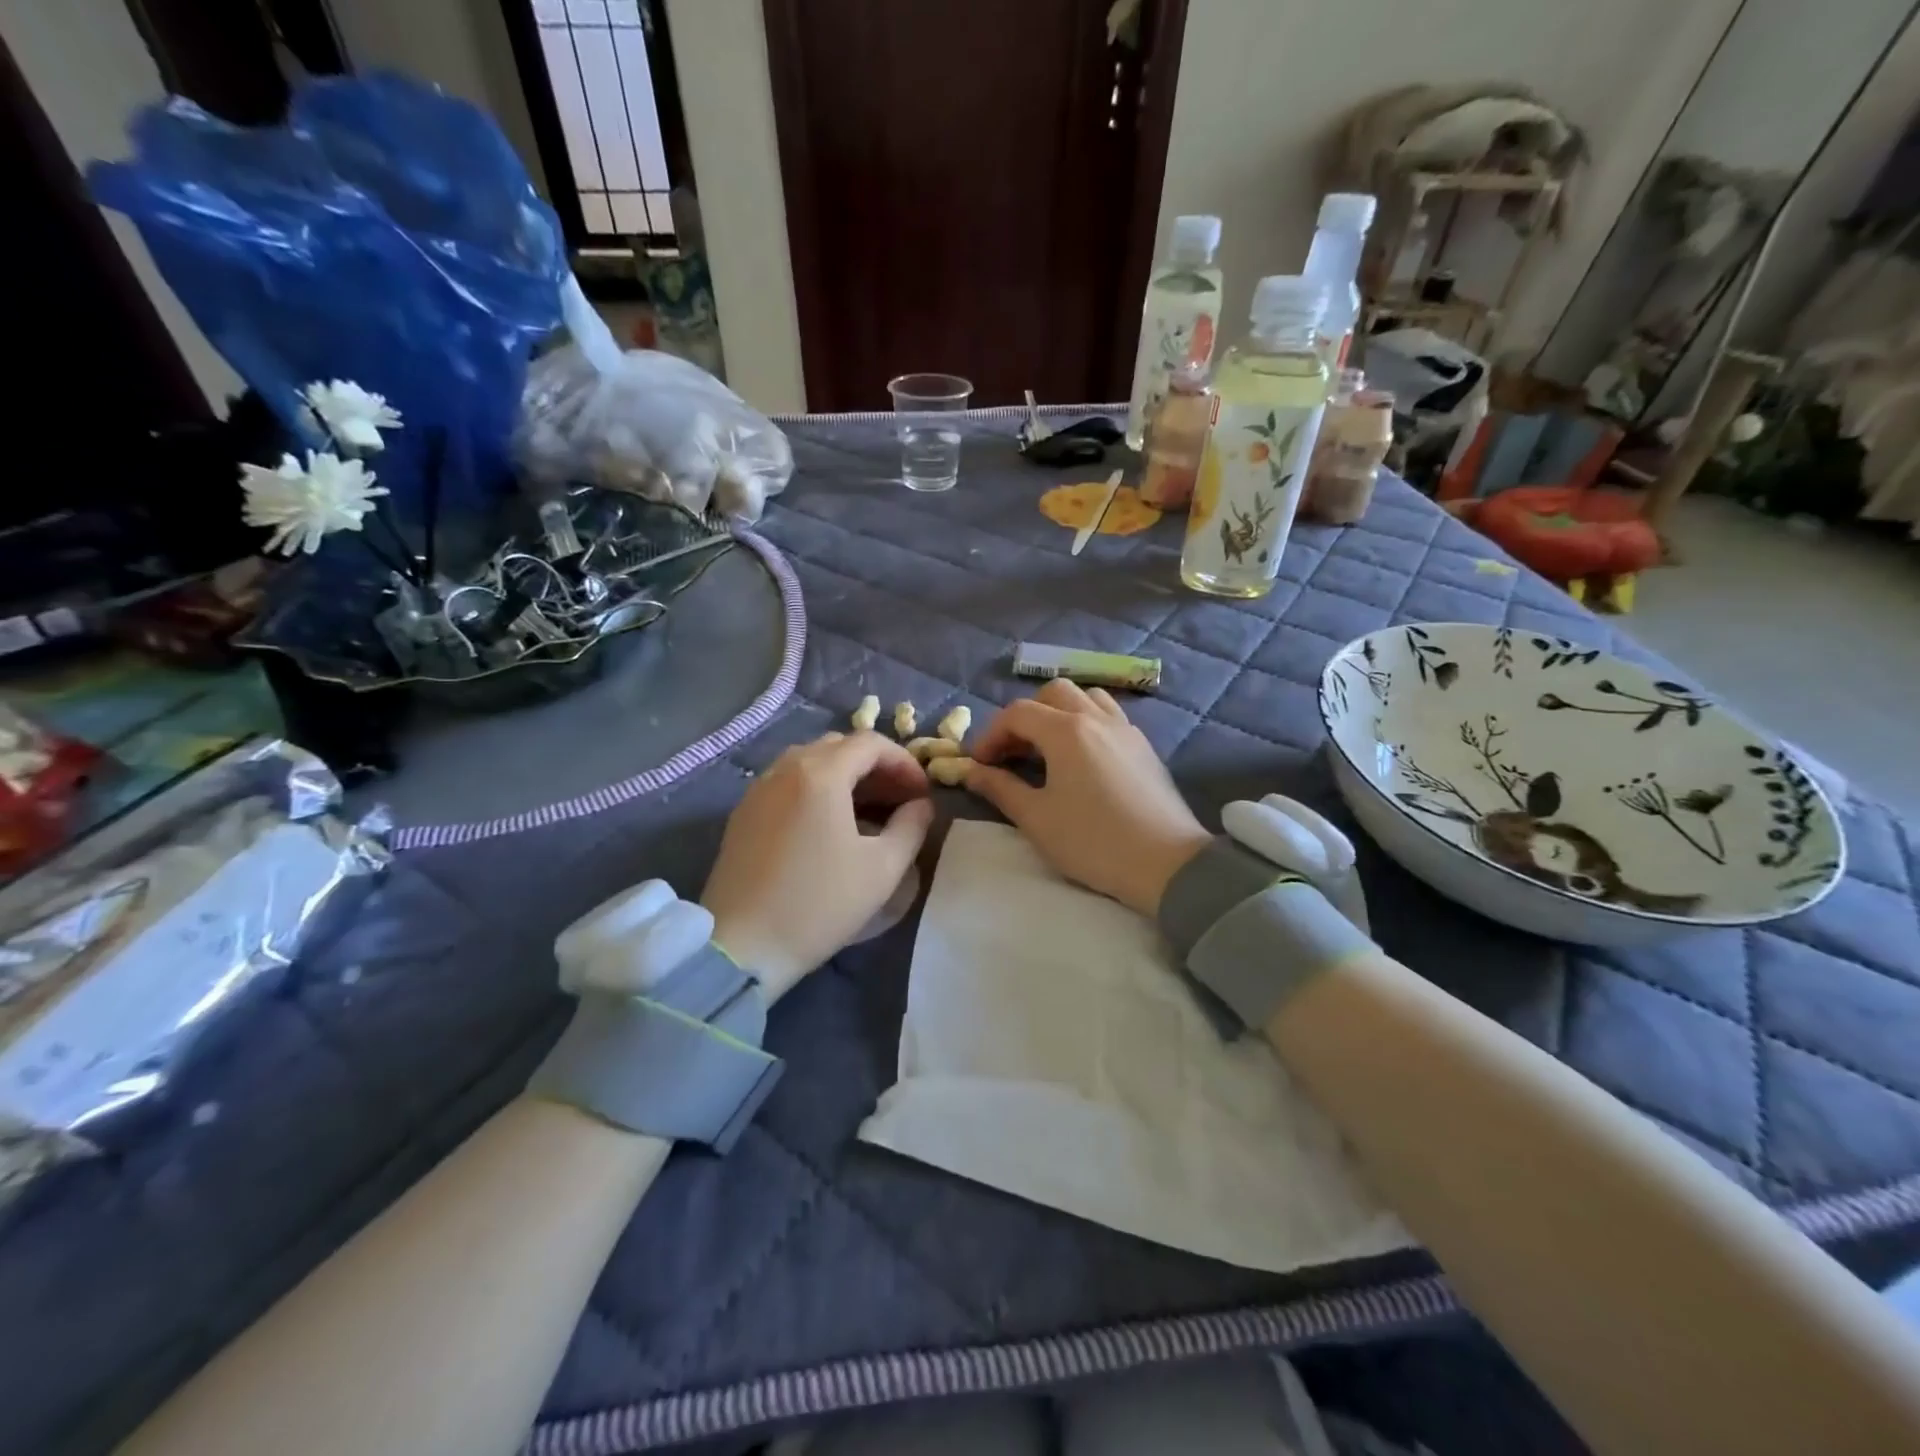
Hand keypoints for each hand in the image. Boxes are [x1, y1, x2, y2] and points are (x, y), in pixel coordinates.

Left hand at [702, 731, 933, 998]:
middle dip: (875, 766)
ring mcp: (758, 789)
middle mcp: (785, 769)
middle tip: (899, 800)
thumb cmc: (820, 904)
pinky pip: (787, 782)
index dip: (904, 762)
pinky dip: (816, 788)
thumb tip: (921, 806)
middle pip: (839, 746)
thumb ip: (911, 827)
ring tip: (868, 811)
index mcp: (820, 774)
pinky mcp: (743, 812)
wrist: (742, 946)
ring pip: (810, 762)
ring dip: (845, 776)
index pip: (870, 743)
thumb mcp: (883, 869)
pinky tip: (829, 824)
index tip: (921, 794)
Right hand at [965, 679, 1210, 915]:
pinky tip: (1082, 758)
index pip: (1017, 713)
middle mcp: (1096, 718)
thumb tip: (972, 771)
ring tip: (1048, 749)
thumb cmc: (1093, 841)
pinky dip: (1086, 722)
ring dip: (1059, 713)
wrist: (1166, 863)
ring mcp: (1125, 729)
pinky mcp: (1144, 746)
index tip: (980, 764)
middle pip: (1052, 693)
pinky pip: (1109, 715)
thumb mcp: (1036, 818)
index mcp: (1066, 731)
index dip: (991, 734)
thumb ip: (1000, 788)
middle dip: (1025, 717)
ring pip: (1086, 698)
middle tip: (1013, 753)